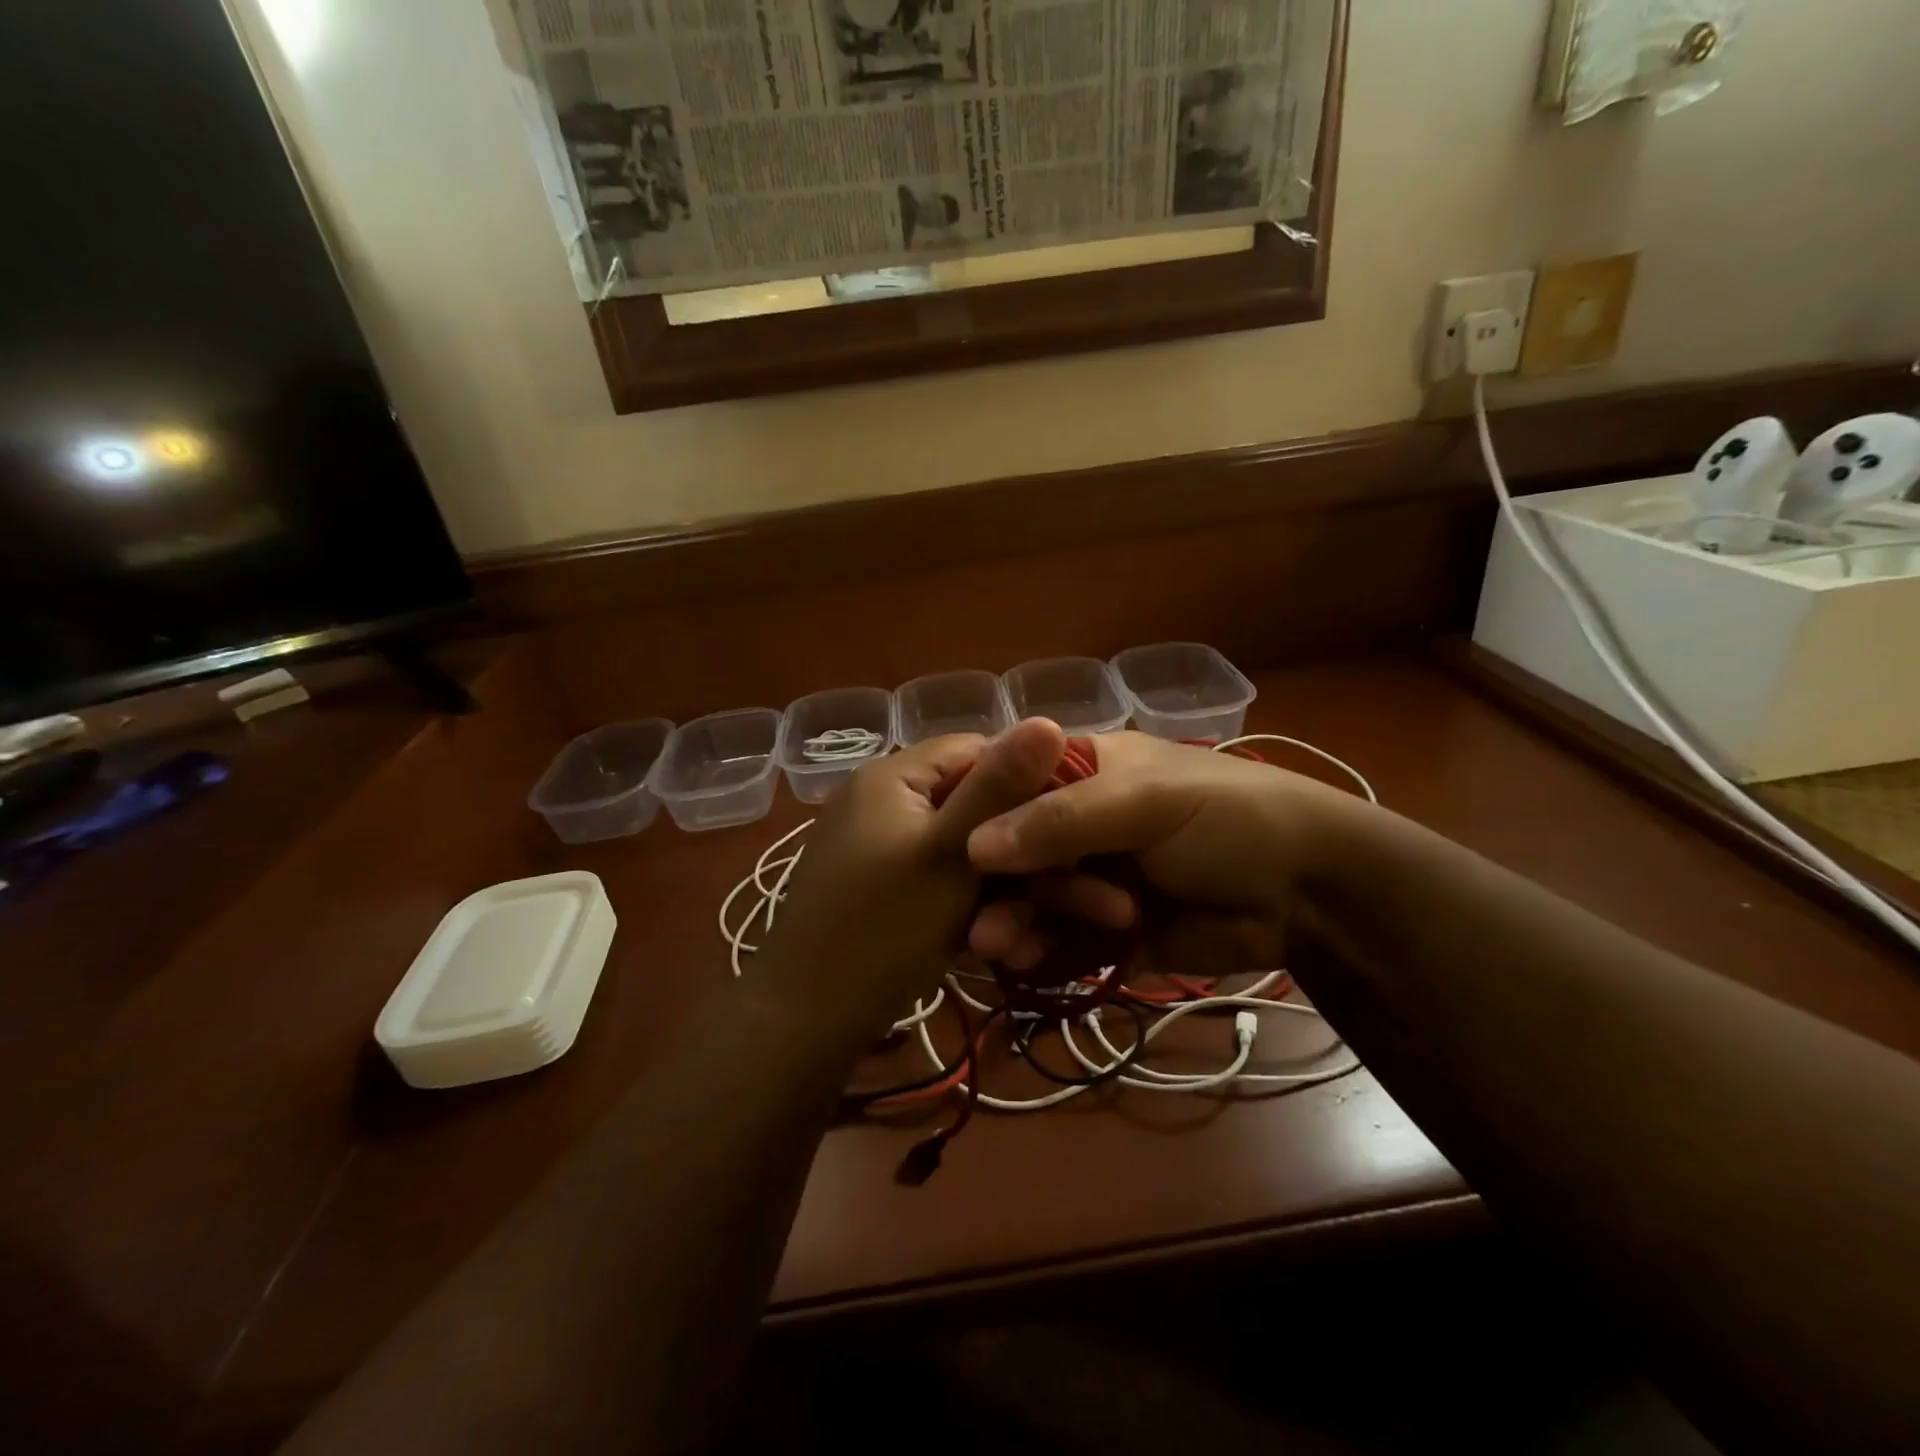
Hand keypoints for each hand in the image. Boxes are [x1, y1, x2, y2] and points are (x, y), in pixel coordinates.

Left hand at [756, 718, 1068, 1046]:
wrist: (802, 1021)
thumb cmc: (882, 930)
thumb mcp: (951, 855)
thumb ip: (999, 789)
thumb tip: (1048, 719)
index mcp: (893, 774)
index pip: (977, 750)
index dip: (1028, 782)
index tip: (1067, 828)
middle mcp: (881, 799)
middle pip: (969, 804)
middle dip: (1016, 850)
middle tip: (1061, 895)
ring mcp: (876, 845)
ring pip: (958, 849)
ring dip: (996, 887)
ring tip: (1024, 932)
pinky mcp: (876, 886)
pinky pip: (935, 878)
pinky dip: (964, 903)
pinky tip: (989, 940)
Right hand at [963, 731, 1369, 978]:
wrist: (1309, 890)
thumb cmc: (1228, 816)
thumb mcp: (1146, 801)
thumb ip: (1063, 819)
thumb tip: (974, 844)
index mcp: (1079, 770)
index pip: (1007, 784)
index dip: (973, 814)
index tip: (939, 852)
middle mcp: (1074, 820)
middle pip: (1010, 849)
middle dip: (995, 884)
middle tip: (979, 923)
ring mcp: (1088, 875)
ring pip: (1029, 896)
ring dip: (1011, 919)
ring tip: (997, 947)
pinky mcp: (1105, 926)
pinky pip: (1057, 936)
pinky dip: (1038, 948)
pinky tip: (1023, 961)